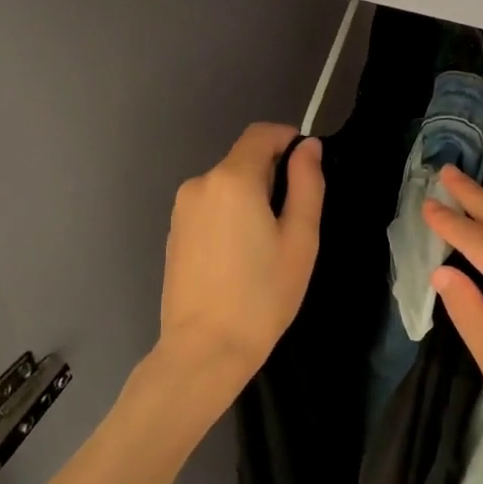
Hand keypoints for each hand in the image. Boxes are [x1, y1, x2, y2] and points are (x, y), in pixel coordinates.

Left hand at [157, 123, 324, 404]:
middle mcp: (200, 183)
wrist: (204, 350)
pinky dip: (231, 214)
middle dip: (272, 174)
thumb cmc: (262, 295)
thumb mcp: (300, 238)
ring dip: (251, 196)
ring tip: (268, 243)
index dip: (288, 138)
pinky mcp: (174, 231)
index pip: (261, 133)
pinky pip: (210, 205)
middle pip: (244, 159)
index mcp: (233, 179)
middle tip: (294, 219)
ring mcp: (182, 208)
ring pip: (227, 184)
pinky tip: (240, 255)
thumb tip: (308, 147)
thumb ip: (307, 184)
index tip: (308, 165)